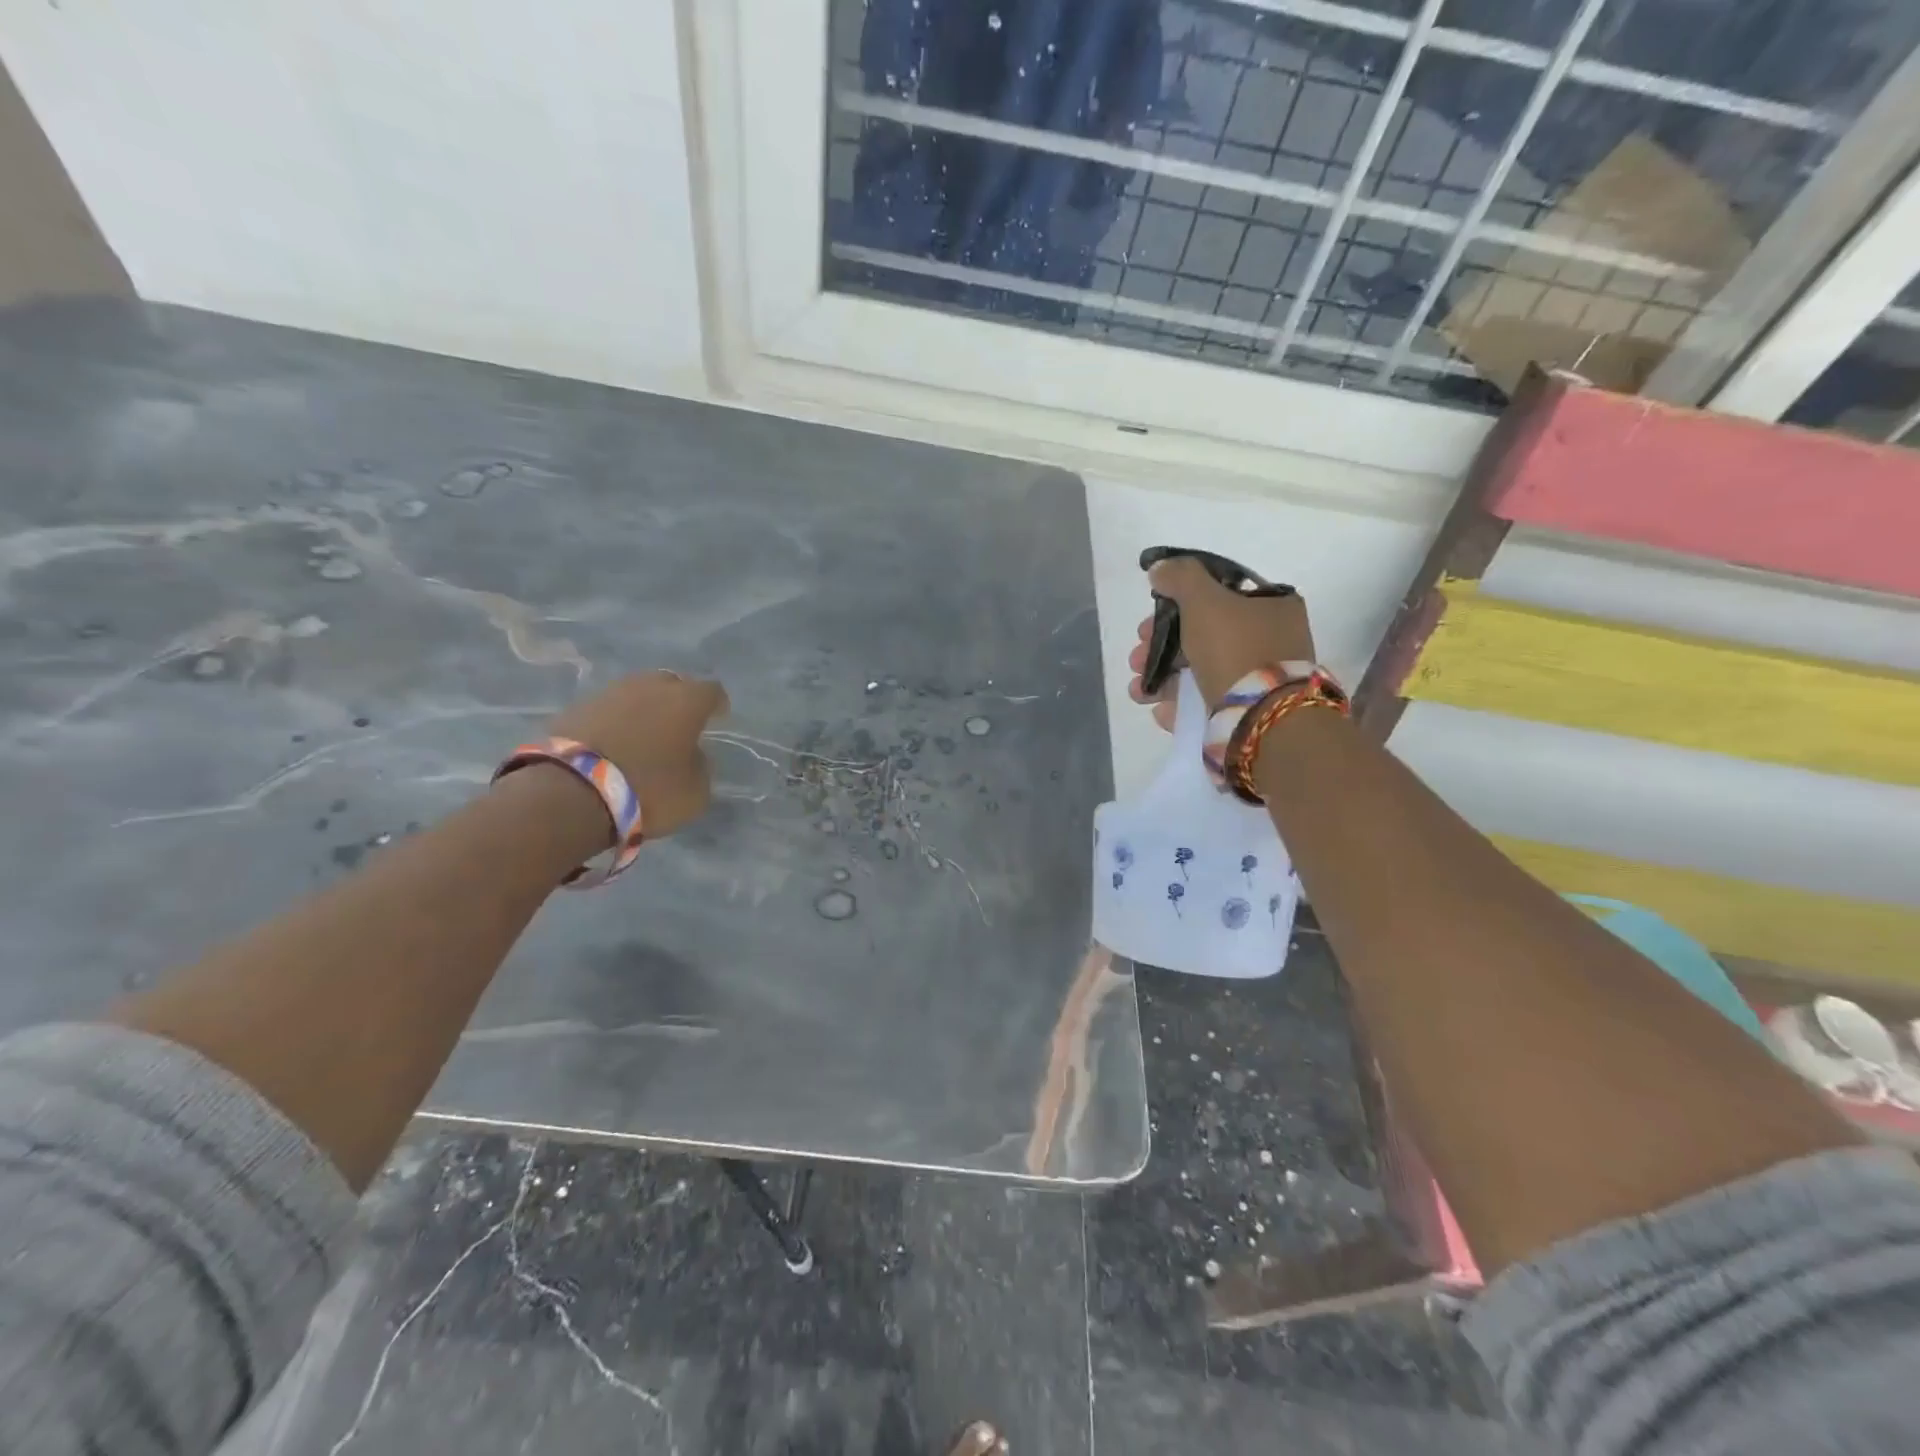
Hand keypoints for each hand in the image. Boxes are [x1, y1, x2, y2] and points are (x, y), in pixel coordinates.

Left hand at [547, 671, 728, 837]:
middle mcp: (649, 686)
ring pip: (636, 693)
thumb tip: (692, 755)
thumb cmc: (648, 790)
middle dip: (678, 700)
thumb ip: (700, 766)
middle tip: (679, 724)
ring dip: (644, 709)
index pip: (712, 691)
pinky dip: (615, 721)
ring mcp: (609, 693)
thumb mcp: (695, 791)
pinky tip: (614, 743)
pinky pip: (607, 709)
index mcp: (686, 700)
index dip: (717, 704)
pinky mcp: (576, 707)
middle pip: (672, 684)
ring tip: (644, 734)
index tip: (718, 718)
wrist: (571, 793)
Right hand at [1126, 557, 1315, 715]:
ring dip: (1161, 678)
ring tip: (1138, 691)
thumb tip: (1159, 568)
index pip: (1217, 596)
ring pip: (1200, 671)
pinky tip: (1160, 710)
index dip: (1176, 605)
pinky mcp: (1249, 713)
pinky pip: (1207, 703)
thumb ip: (1180, 578)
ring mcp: (1261, 680)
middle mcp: (1271, 641)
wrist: (1262, 719)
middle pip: (1203, 636)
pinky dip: (1180, 704)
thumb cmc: (1235, 649)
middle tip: (1136, 658)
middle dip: (1161, 647)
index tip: (1147, 622)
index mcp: (1272, 607)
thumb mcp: (1204, 600)